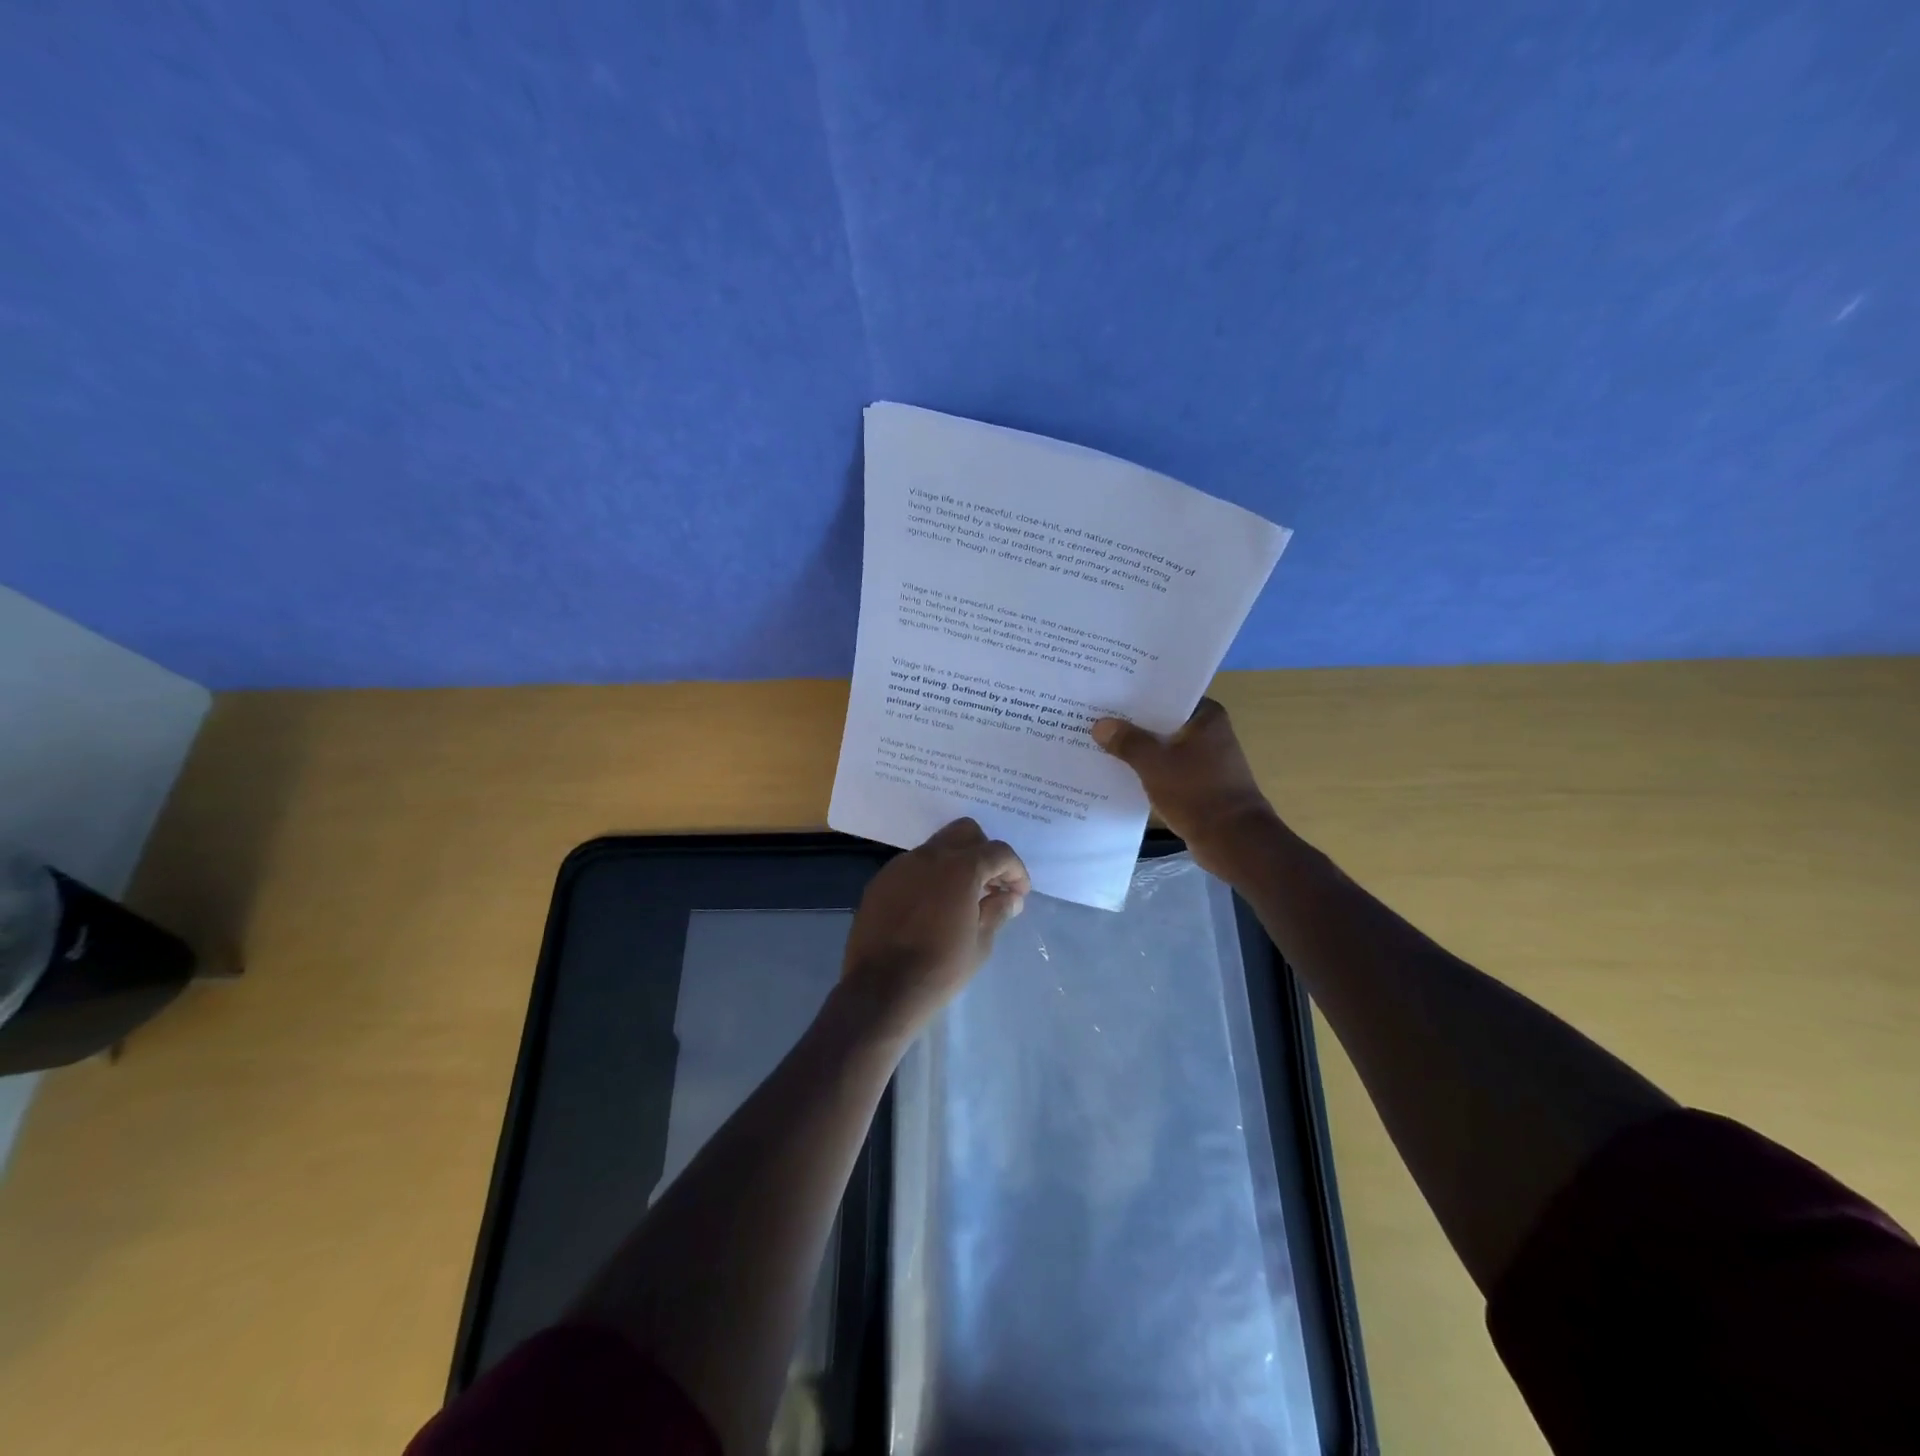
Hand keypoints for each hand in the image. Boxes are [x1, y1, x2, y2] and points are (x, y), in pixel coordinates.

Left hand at [840, 818, 1029, 1038]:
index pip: (998, 852)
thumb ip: (997, 912)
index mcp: (960, 868)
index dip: (1015, 870)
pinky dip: (930, 876)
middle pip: (965, 832)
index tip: (1019, 893)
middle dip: (984, 852)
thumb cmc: (940, 969)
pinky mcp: (881, 881)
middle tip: (991, 884)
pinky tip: (931, 907)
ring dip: (955, 863)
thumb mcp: (980, 943)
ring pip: (937, 847)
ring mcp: (901, 866)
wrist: (881, 990)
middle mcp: (929, 856)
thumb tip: (1010, 898)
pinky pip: (913, 867)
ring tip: (962, 897)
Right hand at [1092, 698, 1281, 879]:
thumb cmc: (1197, 792)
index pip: (1166, 695)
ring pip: (1162, 746)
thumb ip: (1127, 741)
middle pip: (1162, 721)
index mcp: (1206, 716)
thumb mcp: (1155, 763)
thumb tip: (1100, 725)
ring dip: (1137, 747)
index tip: (1107, 693)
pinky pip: (1166, 768)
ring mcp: (1205, 759)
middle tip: (1094, 716)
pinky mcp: (1198, 783)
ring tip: (1099, 741)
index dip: (1136, 694)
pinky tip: (1118, 770)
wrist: (1233, 840)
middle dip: (1131, 722)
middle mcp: (1208, 732)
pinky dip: (1147, 768)